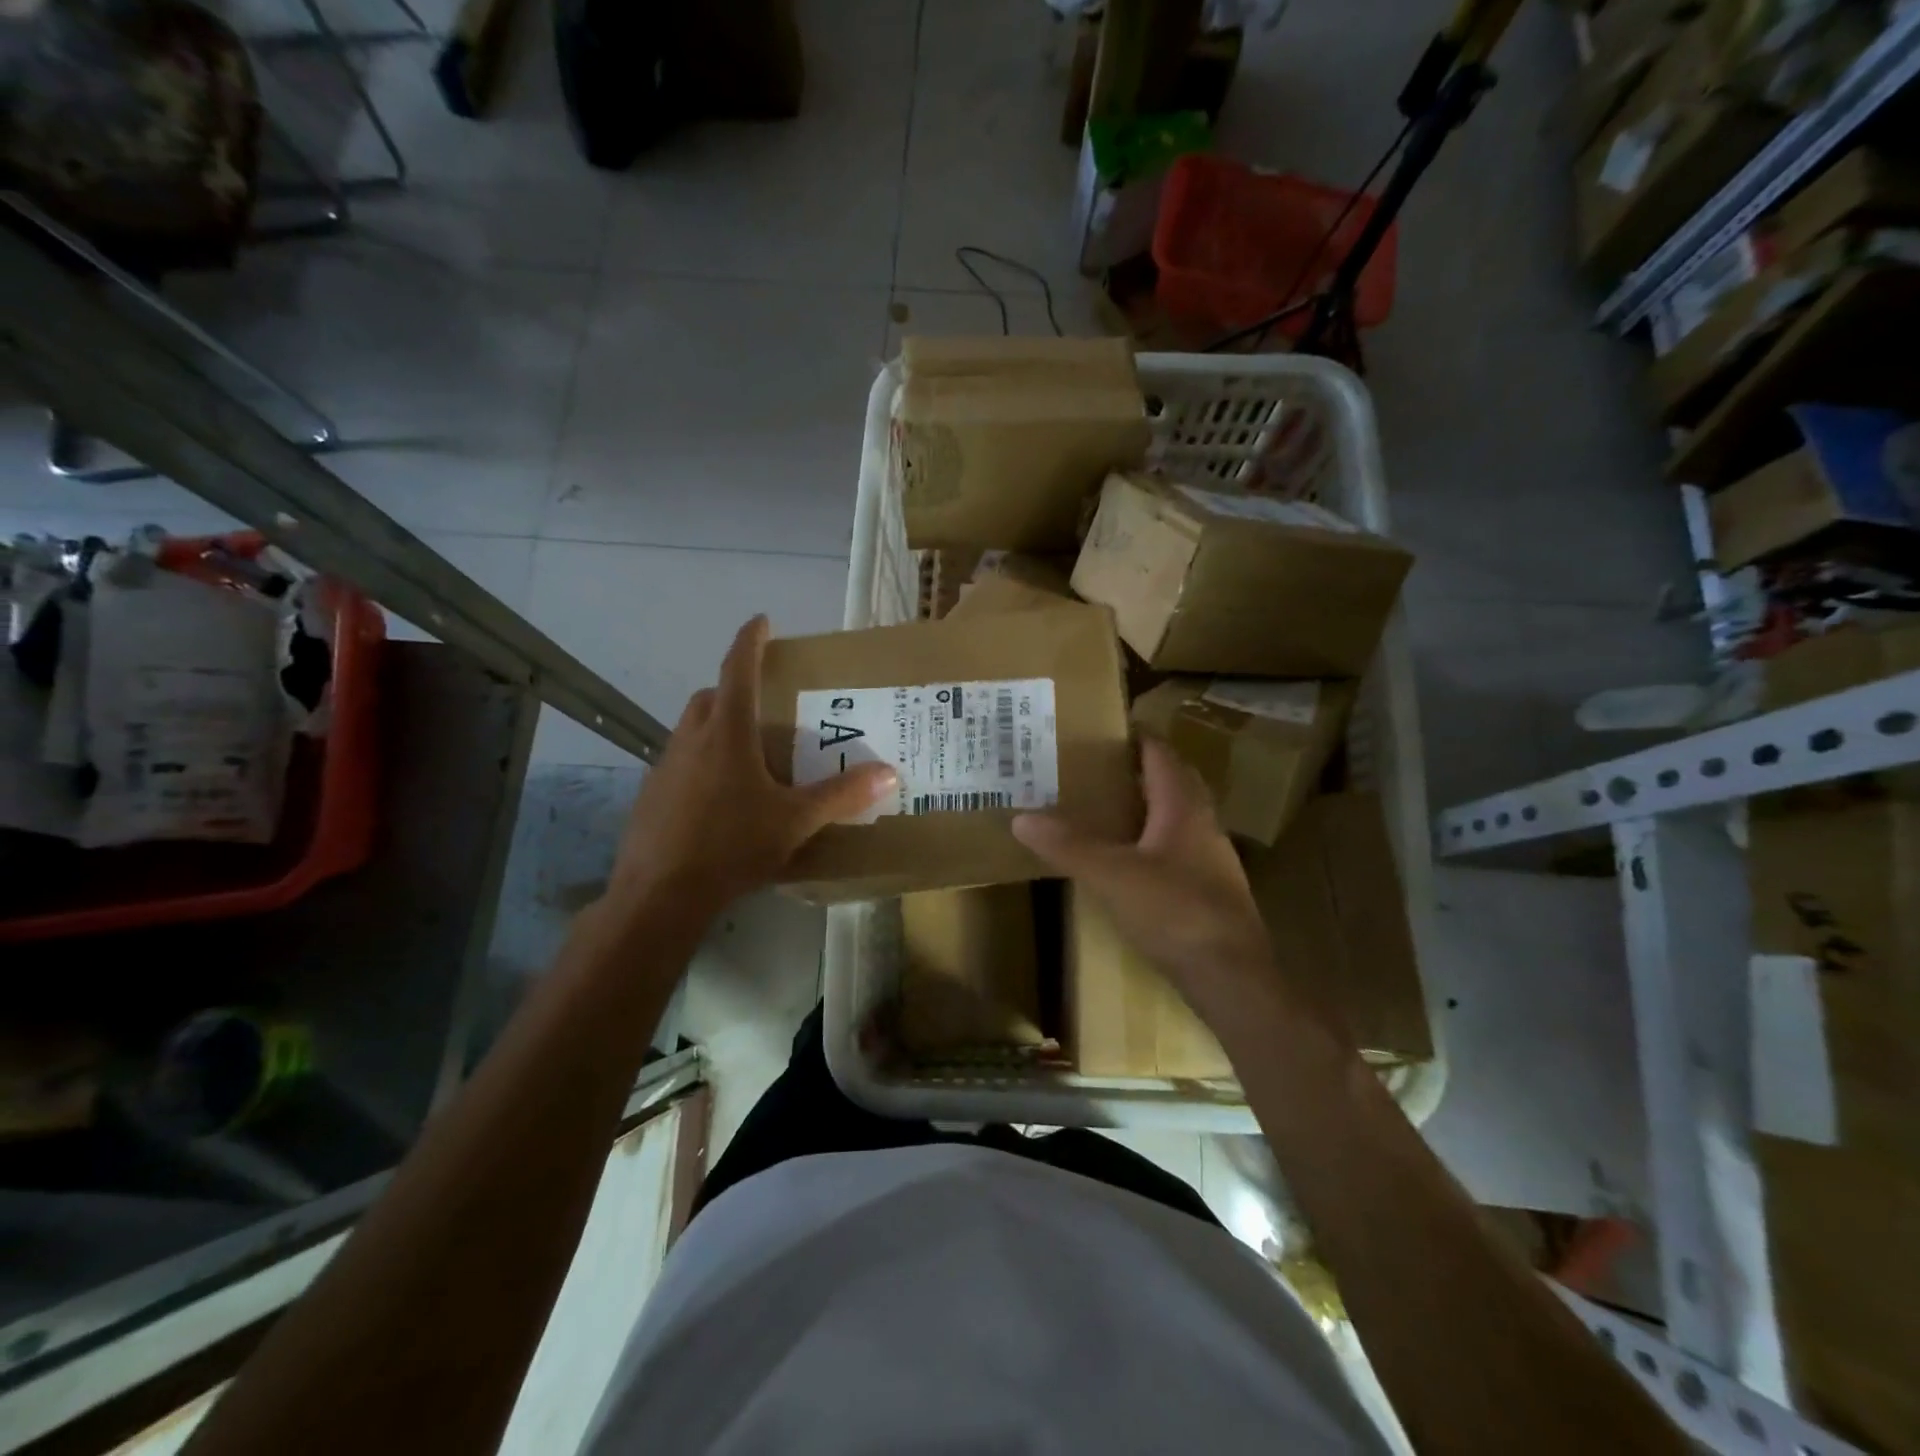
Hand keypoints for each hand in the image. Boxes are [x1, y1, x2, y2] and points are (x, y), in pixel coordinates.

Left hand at [602, 616, 895, 920]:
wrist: (660, 894)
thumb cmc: (732, 845)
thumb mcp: (795, 821)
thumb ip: (841, 795)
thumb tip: (889, 772)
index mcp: (727, 733)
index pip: (738, 670)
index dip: (750, 641)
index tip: (761, 620)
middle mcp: (691, 739)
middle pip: (710, 697)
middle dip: (734, 688)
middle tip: (764, 704)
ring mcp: (665, 766)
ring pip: (692, 729)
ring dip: (716, 726)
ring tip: (748, 755)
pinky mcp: (652, 795)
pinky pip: (680, 762)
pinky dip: (701, 762)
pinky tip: (720, 798)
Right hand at [1011, 737, 1277, 1022]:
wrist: (1231, 976)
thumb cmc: (1174, 911)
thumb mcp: (1111, 875)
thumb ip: (1068, 845)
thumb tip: (1021, 818)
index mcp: (1183, 805)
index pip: (1161, 753)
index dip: (1135, 736)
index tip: (1102, 729)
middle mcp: (1203, 822)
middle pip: (1172, 781)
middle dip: (1137, 769)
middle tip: (1095, 765)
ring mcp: (1211, 858)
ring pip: (1176, 816)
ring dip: (1145, 805)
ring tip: (1104, 806)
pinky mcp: (1210, 889)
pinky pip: (1177, 848)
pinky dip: (1151, 840)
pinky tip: (1128, 859)